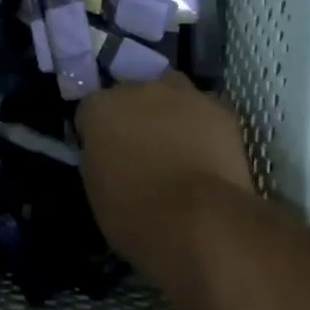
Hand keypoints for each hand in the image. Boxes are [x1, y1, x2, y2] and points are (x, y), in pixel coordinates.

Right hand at [77, 73, 253, 266]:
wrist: (198, 220)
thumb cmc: (135, 214)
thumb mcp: (97, 190)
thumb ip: (101, 158)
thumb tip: (111, 154)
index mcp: (100, 108)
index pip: (90, 111)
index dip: (97, 133)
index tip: (105, 155)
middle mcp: (138, 89)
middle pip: (132, 93)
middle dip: (135, 115)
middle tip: (142, 148)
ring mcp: (182, 94)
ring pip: (171, 92)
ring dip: (170, 111)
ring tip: (178, 145)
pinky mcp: (218, 107)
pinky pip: (205, 110)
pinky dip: (203, 126)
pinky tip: (208, 153)